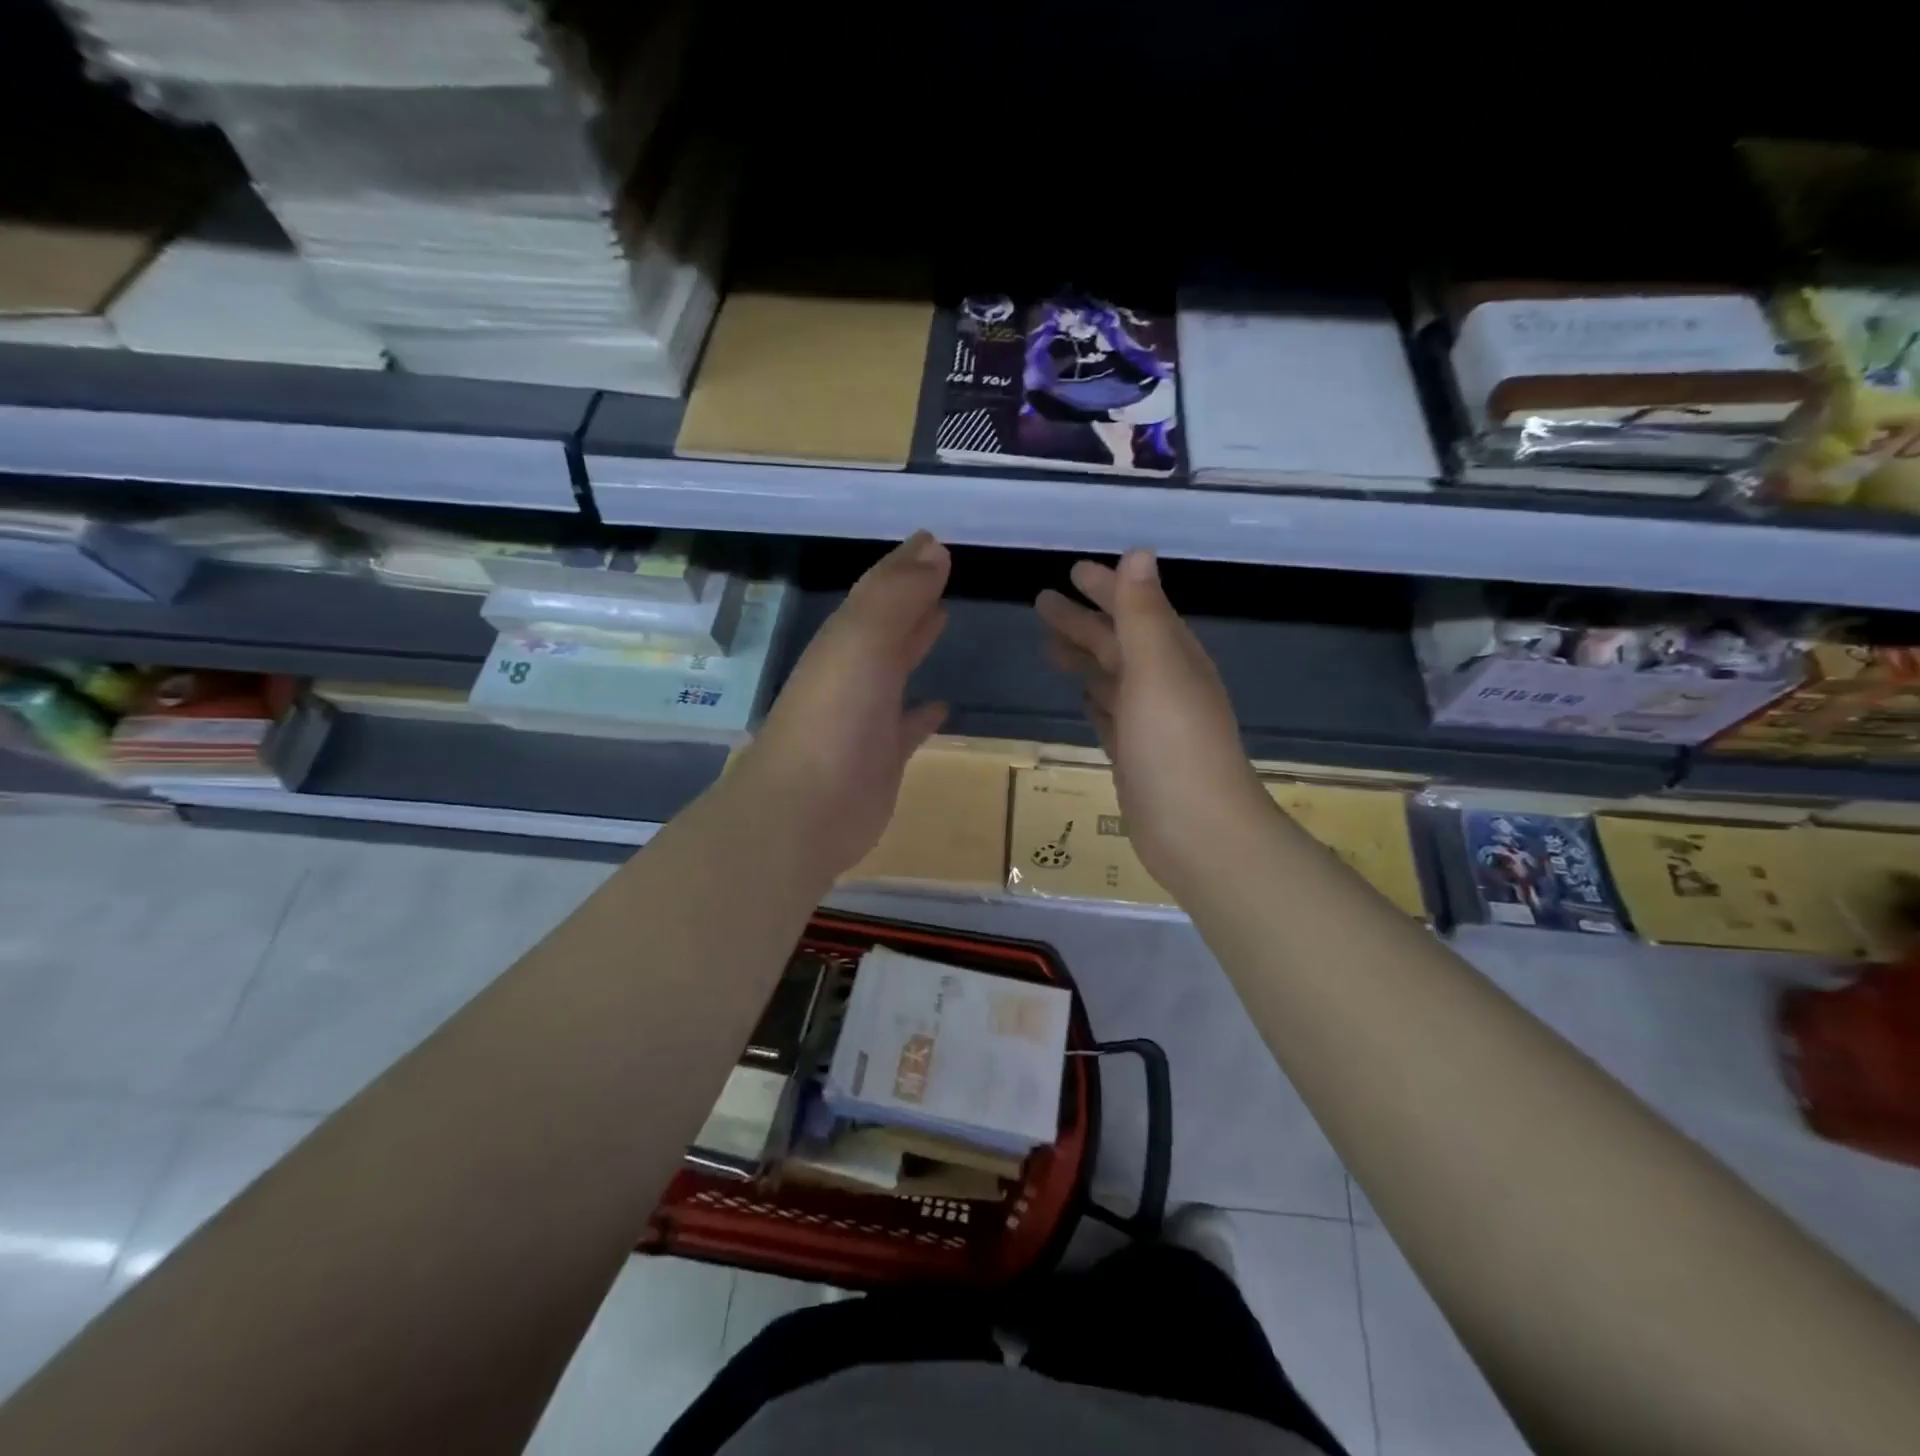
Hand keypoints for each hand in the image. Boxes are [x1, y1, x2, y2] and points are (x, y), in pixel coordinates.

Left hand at [739, 532, 950, 877]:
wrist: (805, 810)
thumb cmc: (835, 718)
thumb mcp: (863, 643)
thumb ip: (897, 596)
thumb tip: (934, 547)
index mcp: (844, 641)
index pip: (878, 590)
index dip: (905, 564)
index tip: (936, 541)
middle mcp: (852, 673)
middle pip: (885, 625)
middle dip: (910, 597)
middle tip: (942, 570)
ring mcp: (866, 717)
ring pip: (895, 668)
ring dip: (916, 642)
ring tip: (944, 617)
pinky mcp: (882, 759)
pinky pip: (908, 726)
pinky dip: (924, 712)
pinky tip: (943, 705)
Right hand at [1036, 551, 1270, 893]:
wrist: (1197, 831)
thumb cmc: (1174, 745)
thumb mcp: (1156, 670)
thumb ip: (1142, 614)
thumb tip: (1138, 553)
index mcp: (1171, 657)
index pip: (1134, 610)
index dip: (1106, 589)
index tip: (1072, 571)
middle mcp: (1163, 684)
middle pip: (1117, 643)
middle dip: (1083, 621)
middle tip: (1041, 602)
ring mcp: (1149, 723)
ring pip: (1110, 678)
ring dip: (1084, 658)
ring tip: (1047, 645)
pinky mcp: (1135, 756)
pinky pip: (1110, 715)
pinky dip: (1095, 700)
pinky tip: (1081, 695)